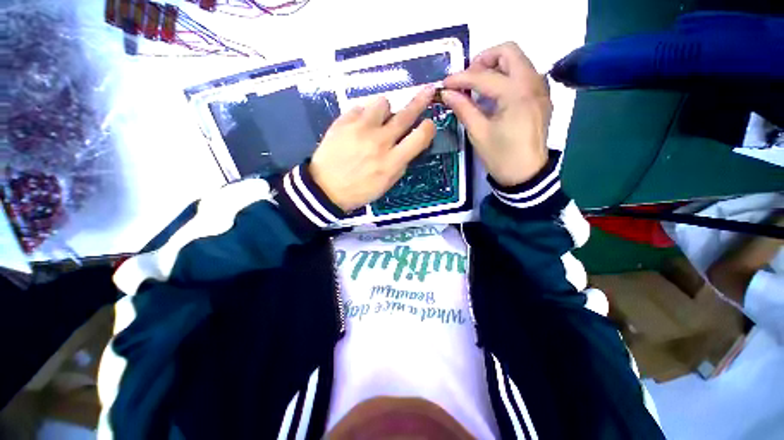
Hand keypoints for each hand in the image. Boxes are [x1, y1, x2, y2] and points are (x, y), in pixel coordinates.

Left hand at [310, 87, 435, 211]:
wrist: (325, 188)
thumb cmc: (359, 191)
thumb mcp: (386, 184)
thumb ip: (400, 163)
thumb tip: (408, 145)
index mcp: (392, 161)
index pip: (420, 137)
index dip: (429, 128)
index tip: (428, 124)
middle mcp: (380, 141)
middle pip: (406, 114)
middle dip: (421, 100)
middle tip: (427, 91)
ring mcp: (361, 128)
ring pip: (383, 102)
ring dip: (386, 110)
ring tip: (379, 120)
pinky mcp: (344, 121)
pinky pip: (361, 107)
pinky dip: (364, 114)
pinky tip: (360, 126)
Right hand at [442, 42, 551, 186]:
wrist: (526, 175)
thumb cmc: (501, 156)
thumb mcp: (479, 133)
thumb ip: (463, 108)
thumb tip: (446, 93)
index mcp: (517, 93)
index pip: (484, 76)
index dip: (461, 78)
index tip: (445, 84)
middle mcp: (533, 82)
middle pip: (509, 51)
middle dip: (483, 60)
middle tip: (467, 78)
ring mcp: (541, 88)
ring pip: (518, 61)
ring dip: (495, 67)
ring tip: (477, 87)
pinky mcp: (541, 97)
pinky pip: (523, 74)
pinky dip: (506, 77)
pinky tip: (494, 95)